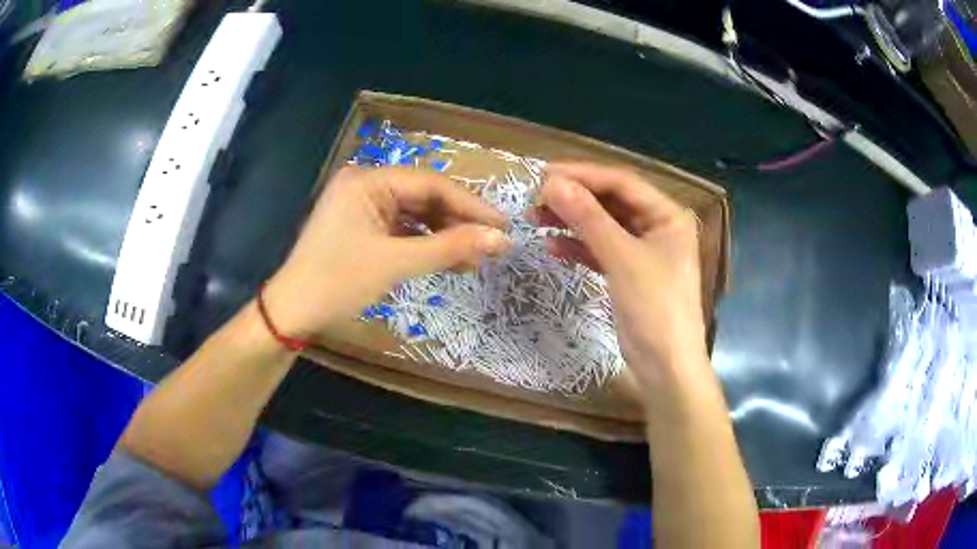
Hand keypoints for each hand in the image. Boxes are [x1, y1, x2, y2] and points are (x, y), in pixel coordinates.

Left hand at [263, 167, 512, 340]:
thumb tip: (502, 239)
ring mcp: (363, 207)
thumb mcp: (396, 263)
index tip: (503, 226)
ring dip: (445, 237)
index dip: (470, 205)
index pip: (431, 185)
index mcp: (367, 180)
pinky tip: (450, 261)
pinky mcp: (362, 228)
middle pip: (424, 198)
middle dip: (458, 223)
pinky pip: (402, 230)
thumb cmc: (338, 282)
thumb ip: (450, 247)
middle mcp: (366, 185)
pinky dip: (425, 246)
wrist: (293, 313)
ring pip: (415, 216)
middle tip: (493, 245)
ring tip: (476, 259)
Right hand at [532, 162, 708, 391]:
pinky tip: (551, 246)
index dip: (583, 175)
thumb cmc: (655, 309)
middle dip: (574, 200)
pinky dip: (578, 248)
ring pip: (603, 227)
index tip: (544, 174)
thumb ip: (588, 218)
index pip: (622, 183)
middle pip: (611, 203)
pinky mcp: (628, 274)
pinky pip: (600, 251)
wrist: (665, 367)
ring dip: (571, 222)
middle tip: (535, 198)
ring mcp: (642, 252)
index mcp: (668, 216)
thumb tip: (552, 183)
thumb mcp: (622, 259)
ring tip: (535, 219)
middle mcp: (657, 227)